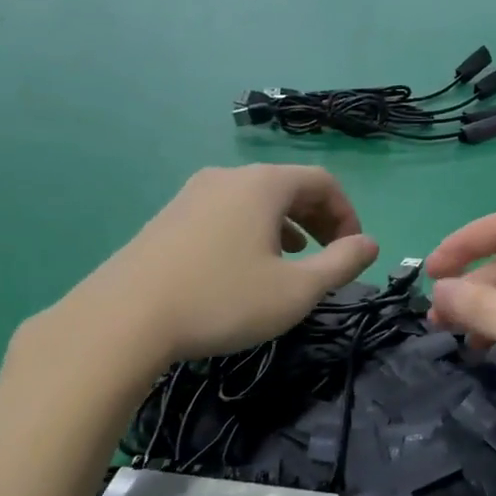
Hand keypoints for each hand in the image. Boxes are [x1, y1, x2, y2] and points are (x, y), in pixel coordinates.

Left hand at [31, 166, 378, 371]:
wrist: (125, 318)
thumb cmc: (222, 300)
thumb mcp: (296, 290)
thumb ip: (342, 264)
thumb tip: (370, 244)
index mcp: (263, 184)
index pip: (323, 181)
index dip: (347, 213)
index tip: (354, 251)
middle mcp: (228, 176)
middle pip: (288, 185)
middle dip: (319, 218)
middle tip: (331, 254)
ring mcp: (192, 194)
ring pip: (255, 199)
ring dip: (286, 224)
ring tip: (294, 257)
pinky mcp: (169, 217)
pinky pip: (226, 212)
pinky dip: (251, 230)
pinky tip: (245, 265)